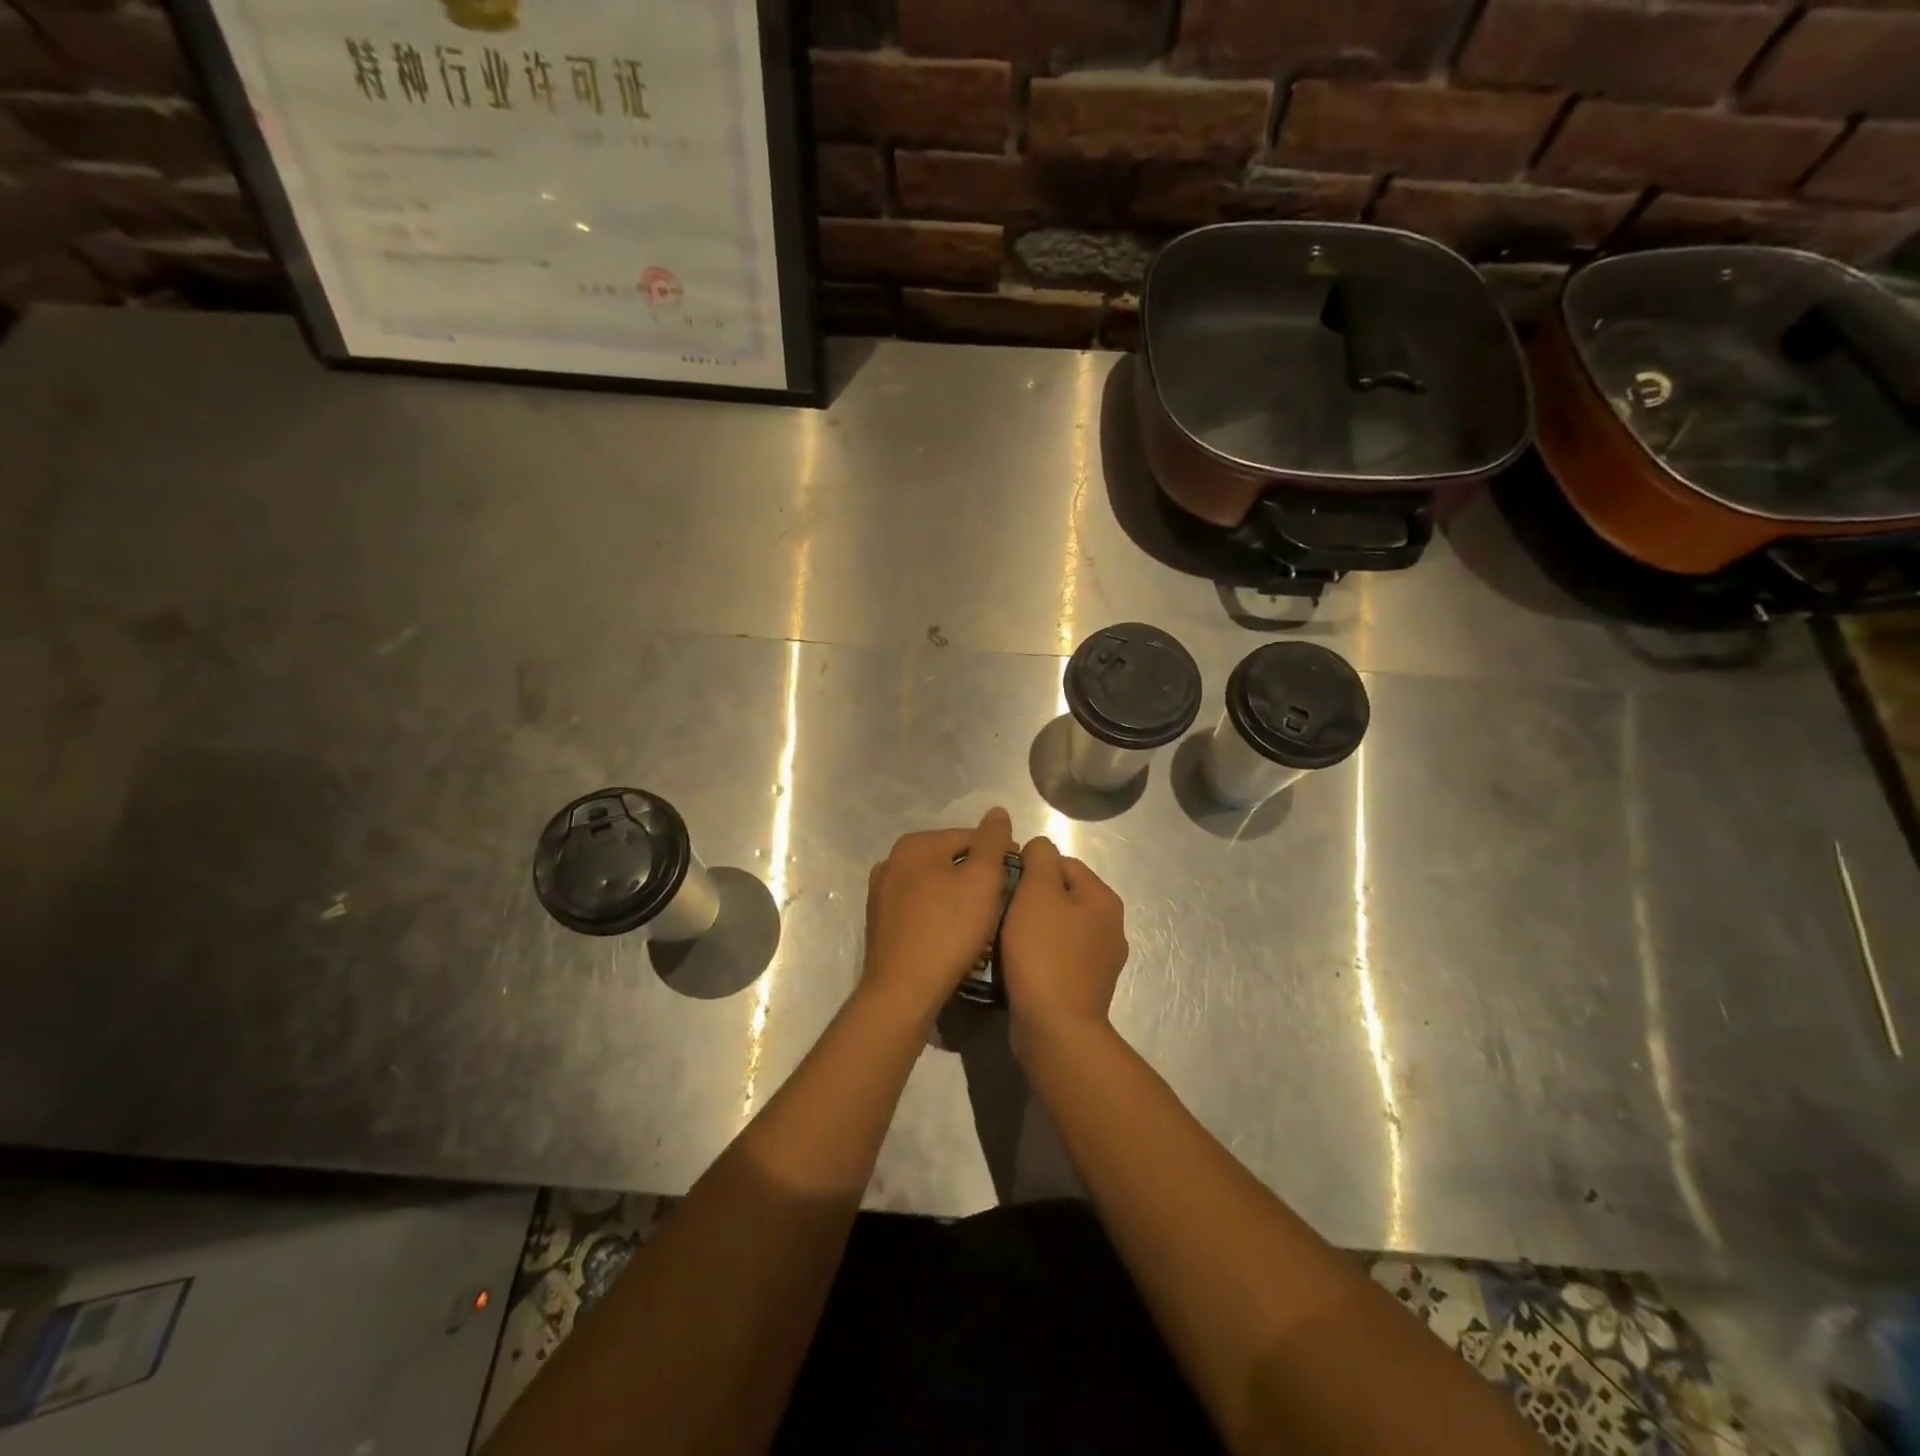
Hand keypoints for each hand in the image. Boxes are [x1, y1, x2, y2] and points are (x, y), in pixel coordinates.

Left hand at [861, 808, 1013, 1023]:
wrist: (902, 992)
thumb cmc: (947, 931)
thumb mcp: (982, 881)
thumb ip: (992, 842)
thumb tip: (997, 812)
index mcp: (914, 845)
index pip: (969, 837)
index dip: (999, 855)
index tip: (1018, 879)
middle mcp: (891, 862)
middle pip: (950, 861)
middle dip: (977, 879)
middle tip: (1002, 905)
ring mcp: (881, 894)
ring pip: (935, 887)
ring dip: (959, 899)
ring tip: (982, 924)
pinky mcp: (880, 924)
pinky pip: (920, 910)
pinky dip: (940, 917)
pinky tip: (954, 938)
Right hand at [1001, 836, 1128, 1046]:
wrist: (1055, 1029)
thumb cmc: (1044, 953)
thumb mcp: (1037, 892)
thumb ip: (1040, 859)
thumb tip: (1040, 846)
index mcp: (1104, 899)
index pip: (1063, 862)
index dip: (1030, 869)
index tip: (1004, 886)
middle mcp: (1110, 926)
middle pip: (1061, 895)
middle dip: (1030, 900)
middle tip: (1001, 912)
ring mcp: (1101, 961)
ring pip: (1057, 927)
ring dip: (1032, 929)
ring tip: (1005, 940)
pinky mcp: (1086, 987)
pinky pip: (1057, 957)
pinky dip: (1038, 956)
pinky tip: (1018, 966)